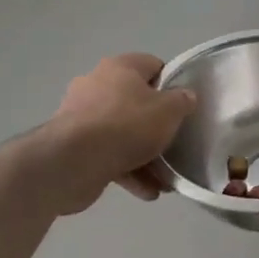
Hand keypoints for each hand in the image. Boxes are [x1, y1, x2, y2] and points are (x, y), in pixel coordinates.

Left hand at [43, 53, 197, 213]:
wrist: (73, 162)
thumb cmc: (126, 125)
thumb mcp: (170, 110)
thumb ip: (182, 101)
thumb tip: (185, 97)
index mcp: (119, 68)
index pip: (153, 66)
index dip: (171, 84)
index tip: (183, 105)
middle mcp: (97, 86)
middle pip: (136, 102)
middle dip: (156, 126)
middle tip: (174, 142)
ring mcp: (81, 117)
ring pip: (122, 133)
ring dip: (144, 155)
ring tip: (164, 178)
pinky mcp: (73, 147)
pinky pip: (108, 155)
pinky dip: (128, 171)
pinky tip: (147, 191)